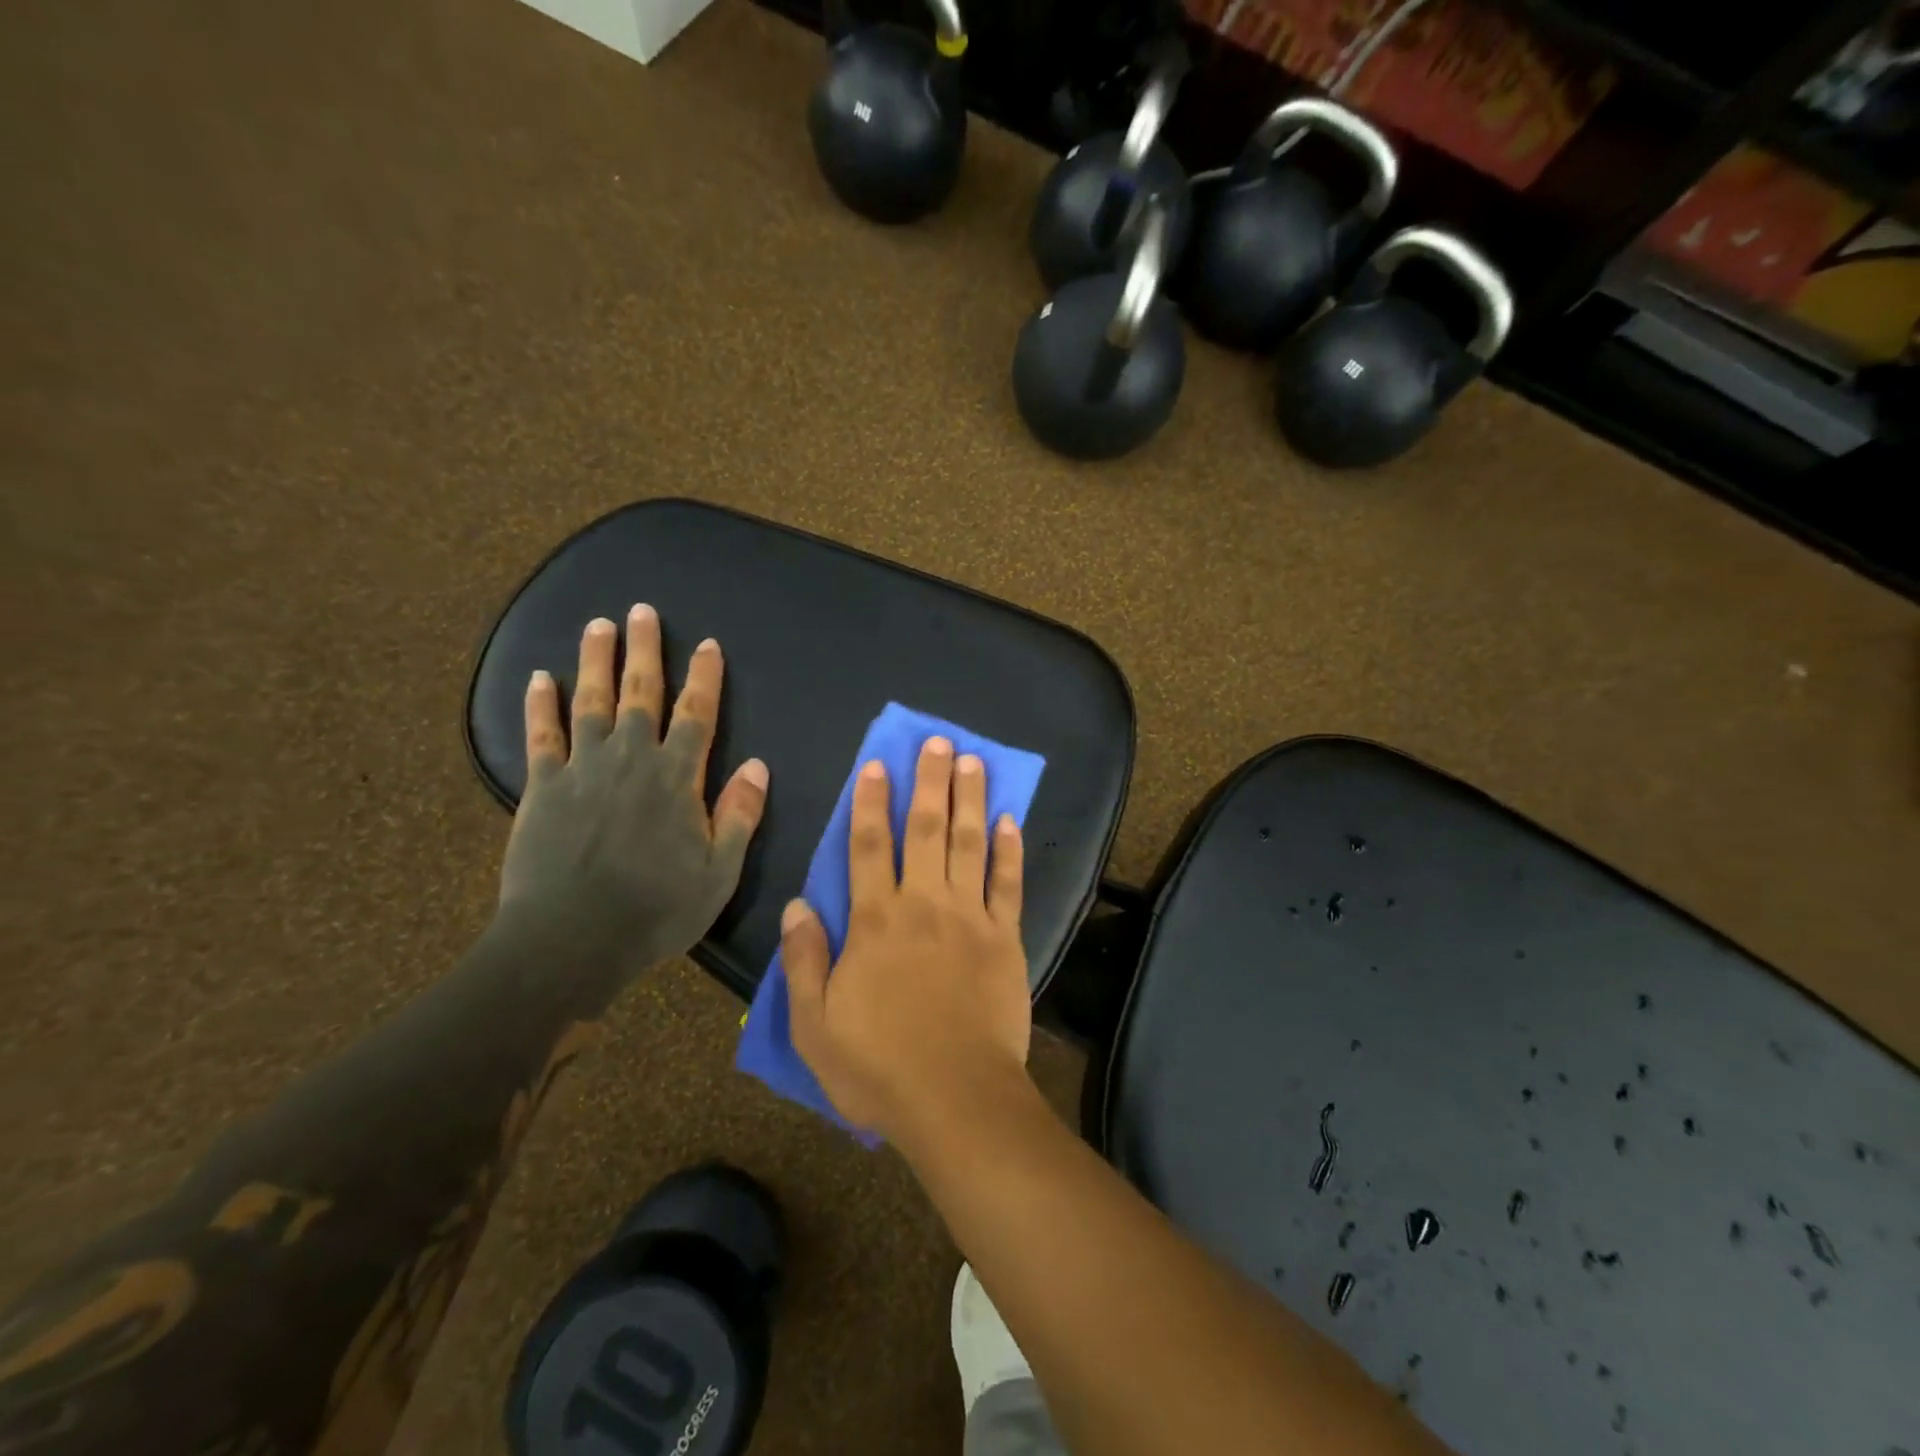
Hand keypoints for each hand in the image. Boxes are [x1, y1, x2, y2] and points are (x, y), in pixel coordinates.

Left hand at [496, 605, 767, 982]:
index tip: (709, 645)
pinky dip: (540, 705)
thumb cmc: (655, 911)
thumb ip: (739, 816)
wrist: (570, 942)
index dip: (705, 678)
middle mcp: (631, 760)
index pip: (697, 715)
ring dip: (595, 661)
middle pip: (641, 693)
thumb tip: (759, 766)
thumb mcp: (719, 873)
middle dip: (645, 650)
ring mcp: (582, 770)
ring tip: (598, 625)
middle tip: (643, 611)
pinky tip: (539, 677)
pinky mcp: (542, 788)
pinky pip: (541, 737)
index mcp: (677, 779)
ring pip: (591, 702)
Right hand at [781, 737, 1030, 1144]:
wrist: (956, 1098)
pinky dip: (1009, 851)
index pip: (868, 846)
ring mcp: (970, 917)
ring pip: (968, 844)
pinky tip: (1010, 821)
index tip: (877, 765)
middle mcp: (923, 904)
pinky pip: (1008, 884)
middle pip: (925, 829)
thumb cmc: (878, 1066)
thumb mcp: (815, 1023)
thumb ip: (804, 960)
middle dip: (929, 782)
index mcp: (875, 920)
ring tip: (973, 761)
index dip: (870, 802)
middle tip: (938, 741)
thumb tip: (797, 904)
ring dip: (970, 799)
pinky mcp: (1006, 938)